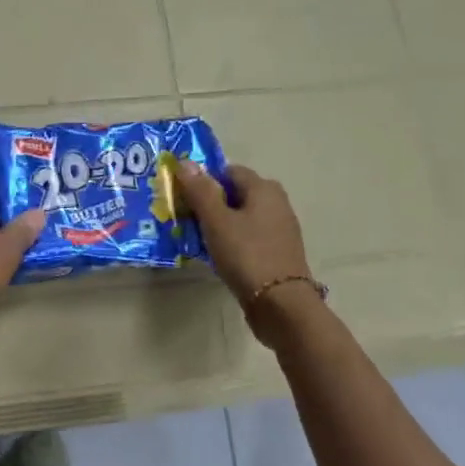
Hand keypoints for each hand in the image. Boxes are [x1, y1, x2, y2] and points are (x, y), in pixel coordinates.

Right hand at [174, 161, 320, 346]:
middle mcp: (277, 202)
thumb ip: (200, 190)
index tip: (183, 197)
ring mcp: (280, 229)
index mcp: (264, 188)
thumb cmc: (246, 255)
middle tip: (186, 219)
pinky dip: (233, 241)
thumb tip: (184, 161)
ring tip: (197, 239)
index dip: (204, 180)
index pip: (228, 171)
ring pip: (242, 217)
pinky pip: (249, 237)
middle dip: (210, 203)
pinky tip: (218, 255)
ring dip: (220, 224)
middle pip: (236, 194)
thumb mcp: (216, 220)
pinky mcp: (278, 252)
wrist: (281, 305)